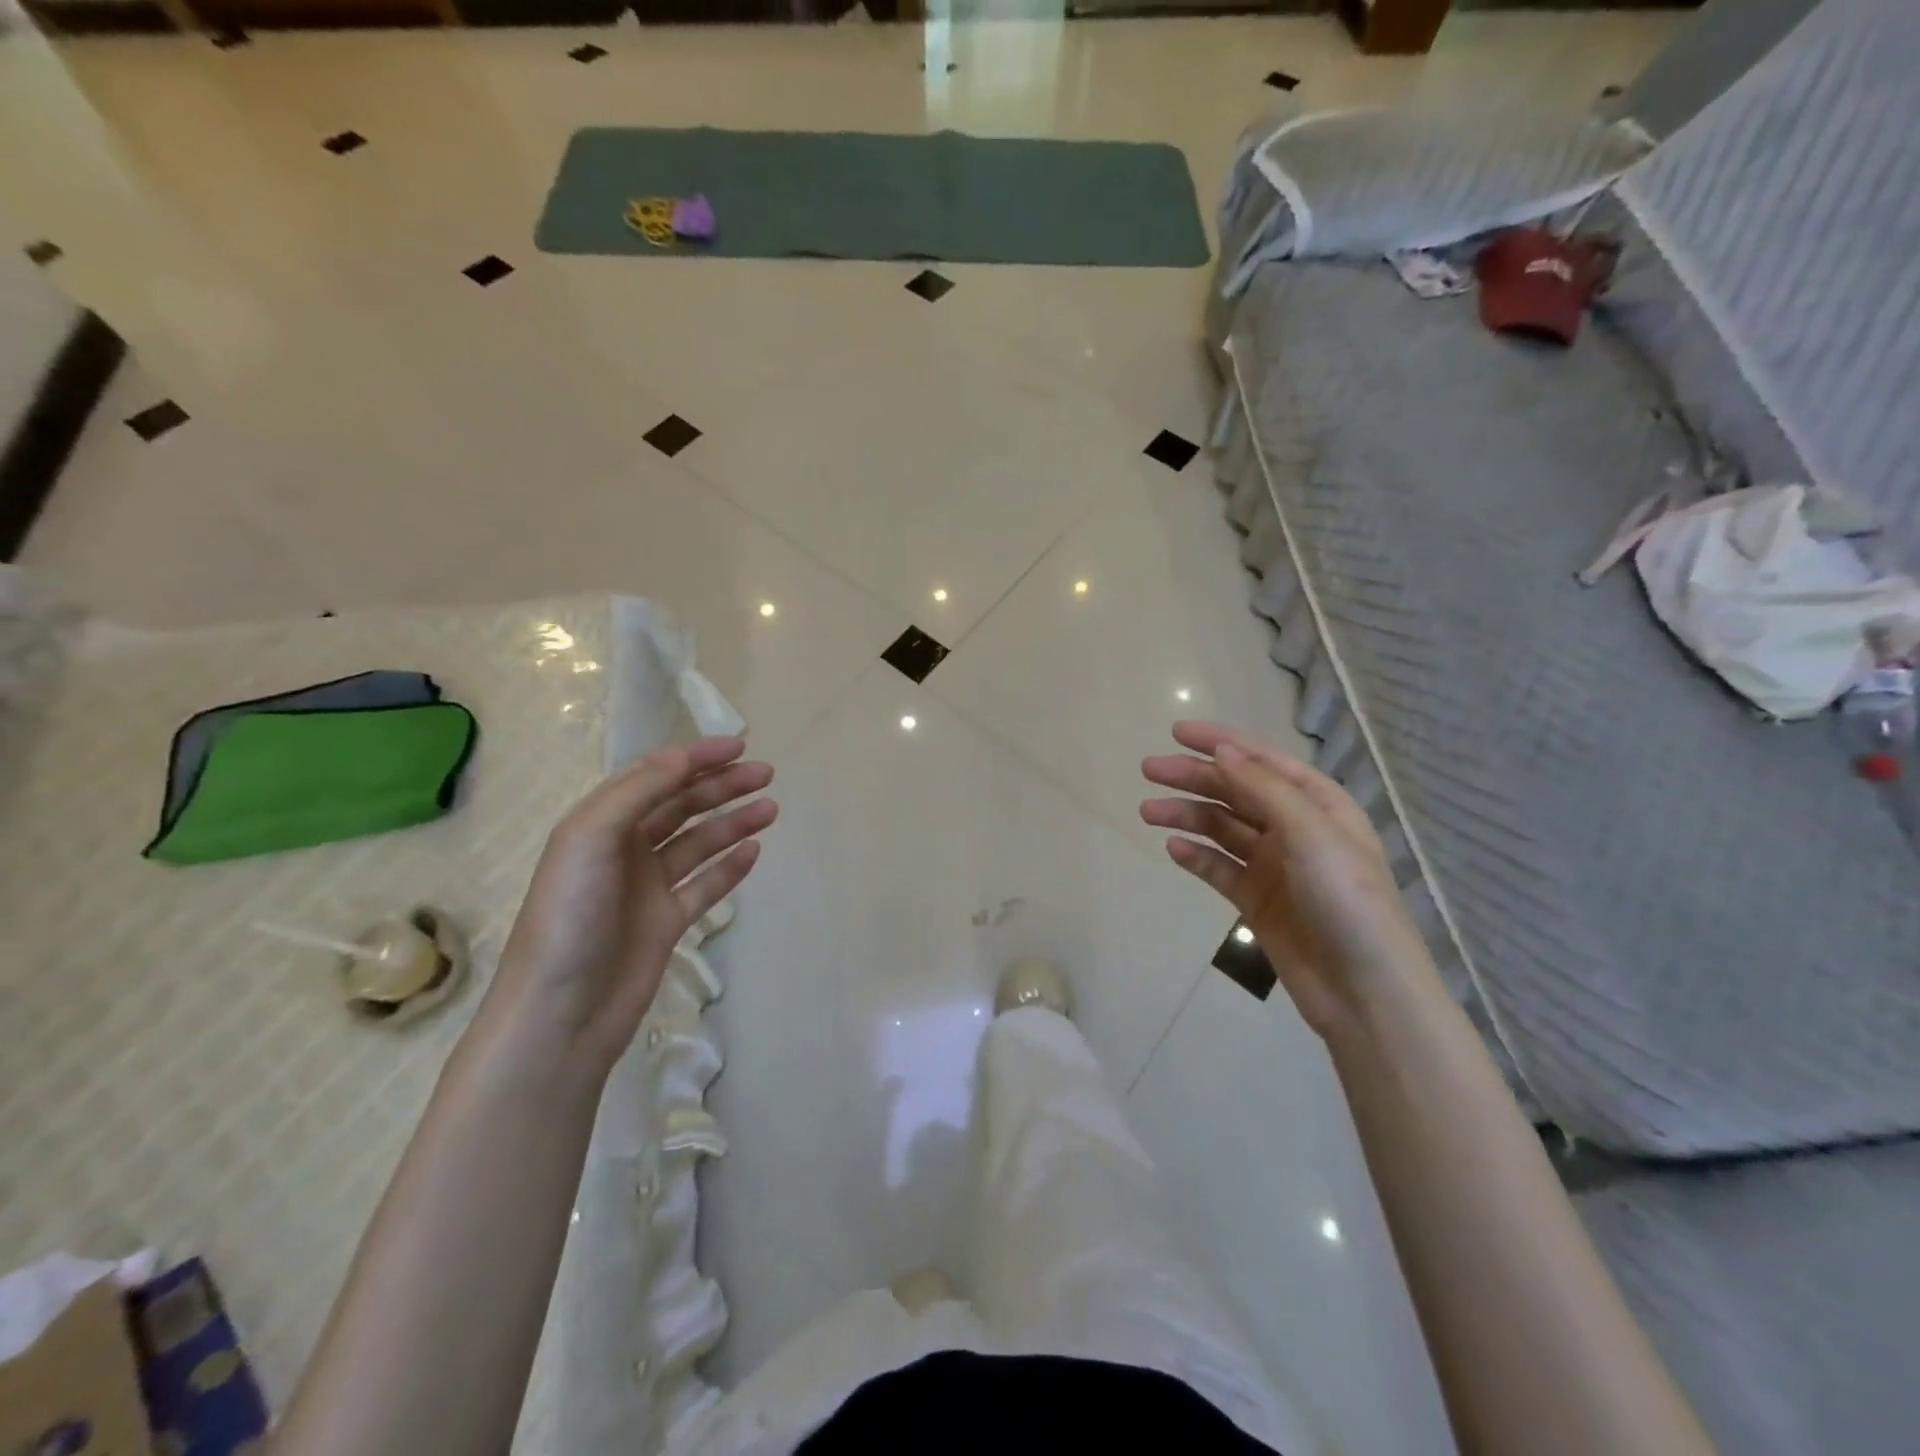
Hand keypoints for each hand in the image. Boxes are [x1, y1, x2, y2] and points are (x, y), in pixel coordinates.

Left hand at [482, 736, 776, 1076]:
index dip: (696, 758)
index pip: (655, 777)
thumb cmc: (570, 917)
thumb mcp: (591, 839)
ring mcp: (647, 888)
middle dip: (722, 786)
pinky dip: (729, 868)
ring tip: (771, 810)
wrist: (561, 1012)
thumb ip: (638, 793)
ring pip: (698, 843)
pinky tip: (754, 852)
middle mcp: (624, 850)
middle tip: (765, 775)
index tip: (739, 746)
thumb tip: (683, 758)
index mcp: (600, 824)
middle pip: (682, 806)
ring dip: (733, 823)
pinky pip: (704, 886)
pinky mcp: (666, 923)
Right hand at [1141, 722, 1432, 1039]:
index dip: (1220, 742)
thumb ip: (1262, 789)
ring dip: (1187, 814)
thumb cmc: (1347, 900)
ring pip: (1221, 827)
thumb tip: (1221, 750)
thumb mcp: (1310, 833)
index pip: (1261, 760)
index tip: (1176, 732)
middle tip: (1148, 770)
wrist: (1365, 992)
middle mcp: (1294, 827)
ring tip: (1148, 811)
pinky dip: (1196, 855)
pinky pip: (1219, 868)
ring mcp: (1274, 865)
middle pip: (1234, 790)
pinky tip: (1173, 848)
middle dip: (1193, 776)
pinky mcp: (1258, 899)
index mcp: (1317, 803)